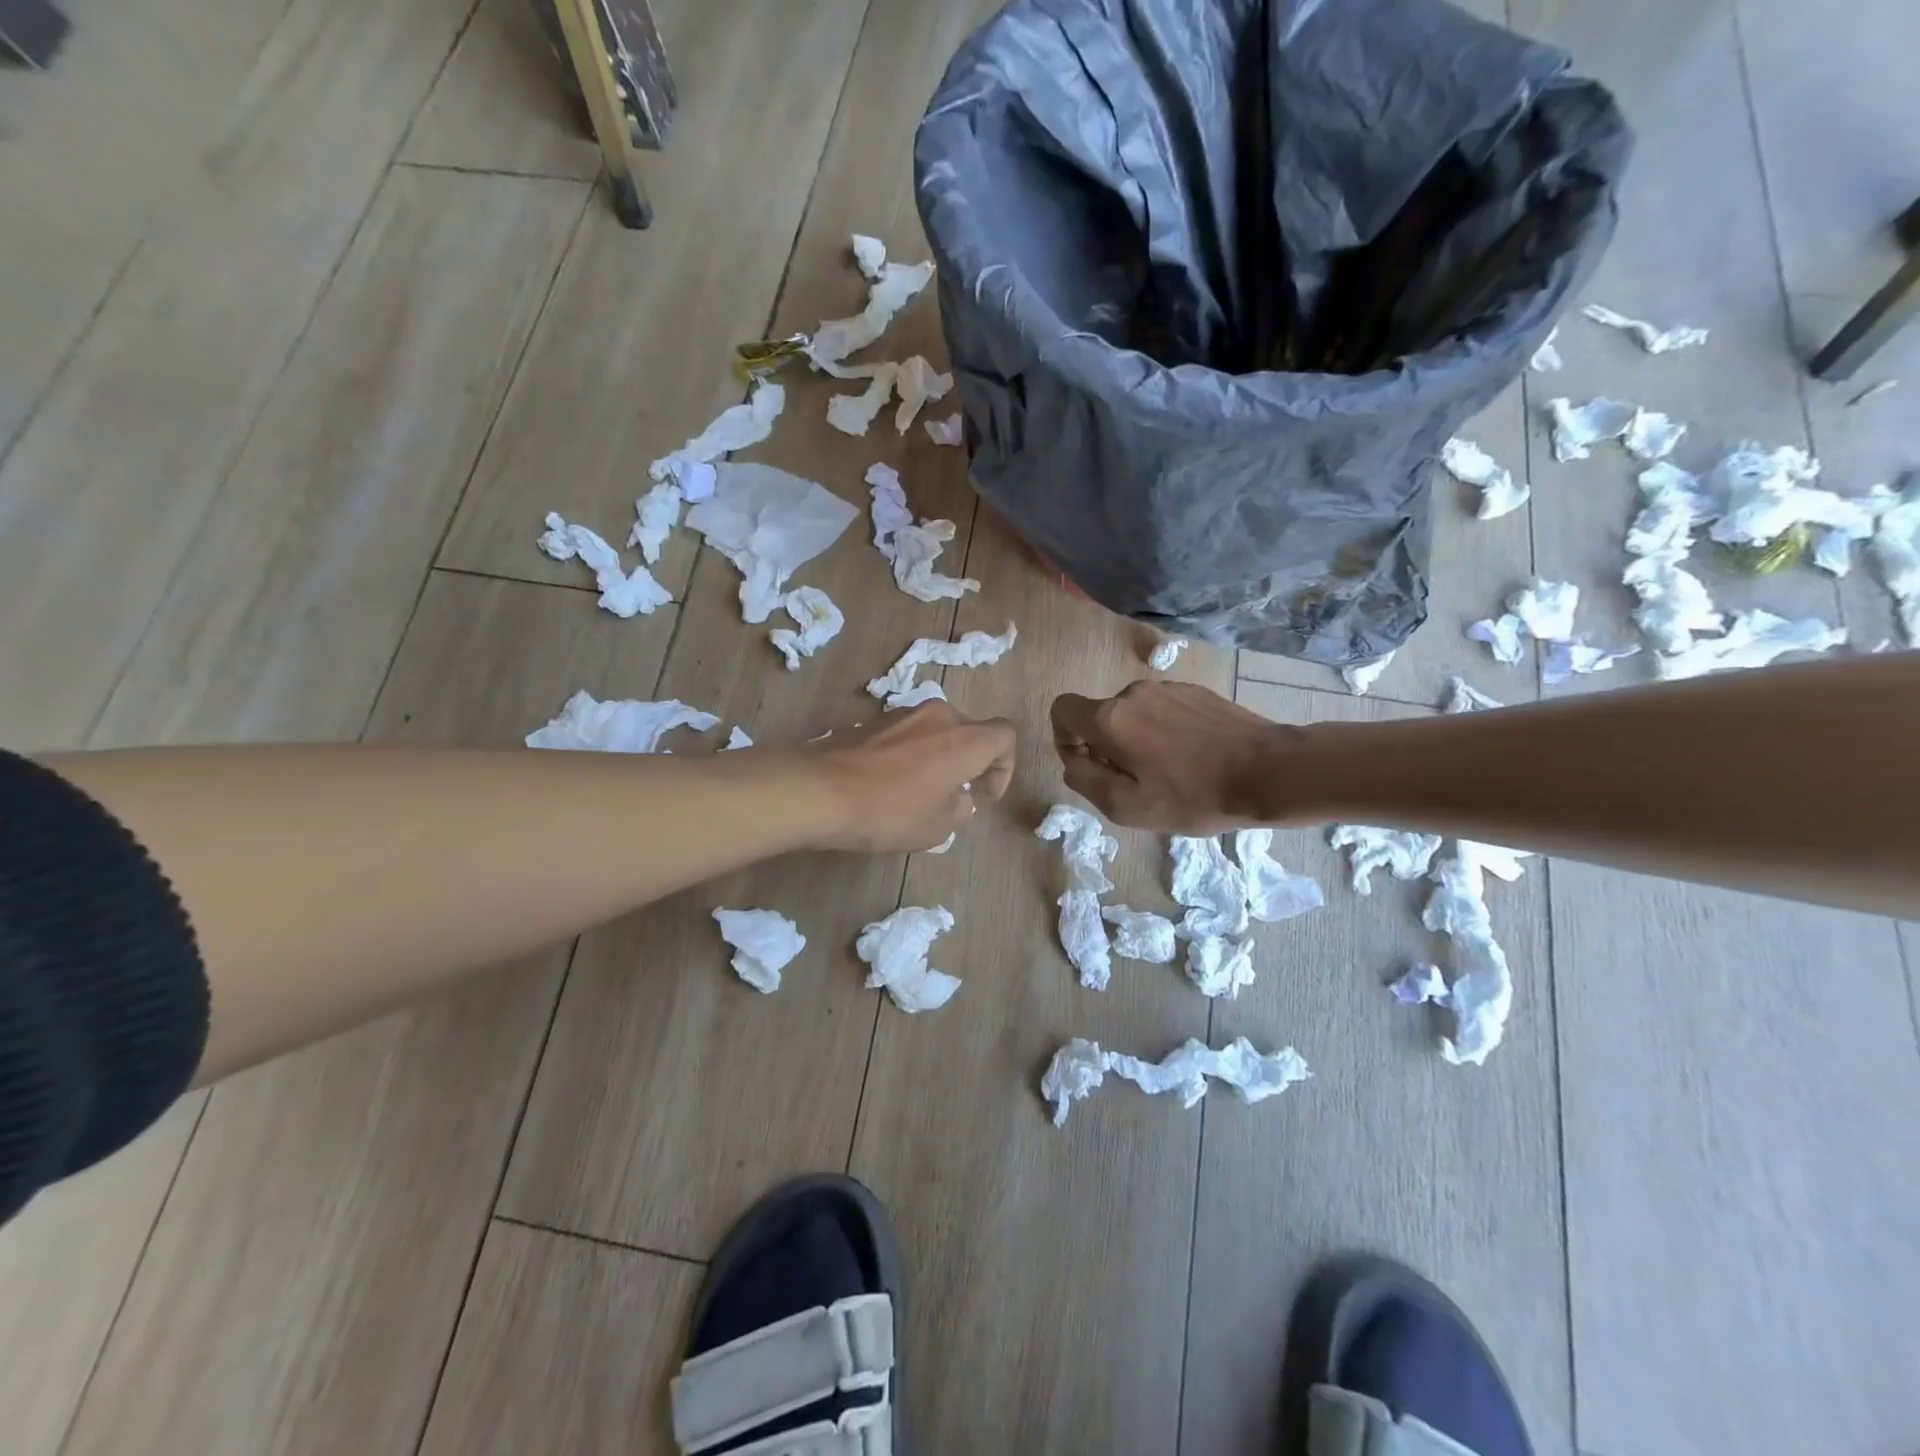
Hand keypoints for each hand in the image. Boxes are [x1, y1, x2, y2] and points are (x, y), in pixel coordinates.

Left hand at [807, 701, 1017, 852]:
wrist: (819, 790)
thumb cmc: (890, 811)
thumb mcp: (938, 827)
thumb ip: (960, 809)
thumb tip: (958, 797)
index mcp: (965, 739)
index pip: (1005, 735)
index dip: (1004, 766)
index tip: (984, 794)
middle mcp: (938, 716)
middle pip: (970, 730)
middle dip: (971, 761)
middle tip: (956, 795)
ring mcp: (903, 714)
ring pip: (937, 730)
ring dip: (940, 756)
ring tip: (921, 791)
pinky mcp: (873, 721)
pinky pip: (907, 734)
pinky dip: (911, 754)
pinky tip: (890, 783)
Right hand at [1051, 681, 1296, 832]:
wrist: (1268, 771)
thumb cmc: (1192, 795)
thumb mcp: (1126, 807)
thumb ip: (1084, 780)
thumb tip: (1073, 761)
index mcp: (1110, 718)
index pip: (1062, 710)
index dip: (1065, 739)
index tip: (1091, 767)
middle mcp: (1133, 693)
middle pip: (1100, 717)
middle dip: (1106, 748)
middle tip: (1139, 783)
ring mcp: (1167, 689)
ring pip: (1133, 715)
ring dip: (1137, 741)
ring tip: (1171, 773)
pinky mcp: (1196, 692)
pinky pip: (1163, 711)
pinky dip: (1165, 733)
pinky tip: (1194, 758)